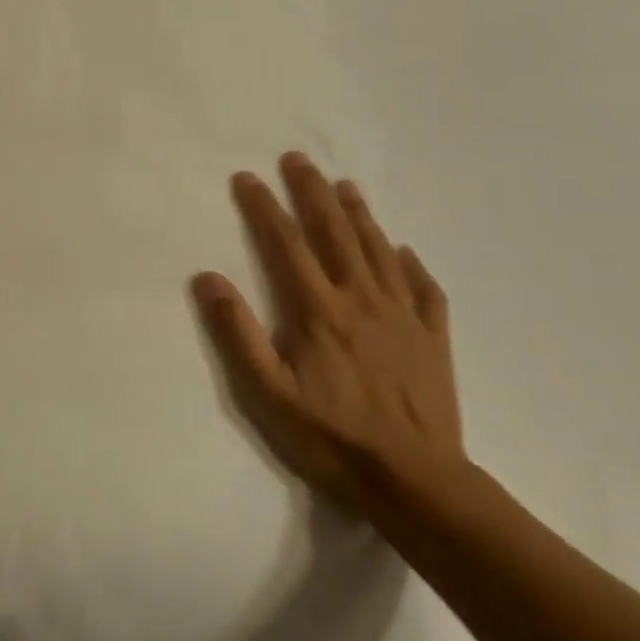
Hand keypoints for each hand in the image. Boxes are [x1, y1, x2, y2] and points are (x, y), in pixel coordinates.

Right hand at [192, 152, 465, 517]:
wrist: (416, 482)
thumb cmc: (331, 438)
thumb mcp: (267, 393)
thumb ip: (237, 332)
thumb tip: (207, 277)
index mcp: (319, 310)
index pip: (287, 244)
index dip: (265, 207)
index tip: (247, 177)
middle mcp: (362, 300)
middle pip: (335, 233)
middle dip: (313, 192)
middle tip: (298, 159)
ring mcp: (403, 317)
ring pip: (379, 251)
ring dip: (359, 214)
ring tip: (345, 185)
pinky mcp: (433, 339)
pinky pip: (424, 289)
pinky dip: (411, 263)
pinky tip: (403, 251)